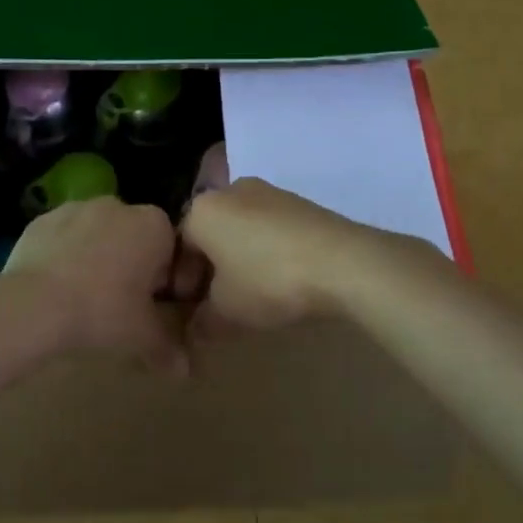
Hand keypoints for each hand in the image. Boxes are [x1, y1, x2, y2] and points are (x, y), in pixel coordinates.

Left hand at [1, 197, 186, 374]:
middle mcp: (118, 205)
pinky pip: (64, 237)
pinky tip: (57, 288)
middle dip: (132, 266)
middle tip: (121, 306)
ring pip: (98, 235)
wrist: (32, 304)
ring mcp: (76, 207)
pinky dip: (65, 256)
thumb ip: (168, 347)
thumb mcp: (143, 336)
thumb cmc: (101, 312)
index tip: (153, 308)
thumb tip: (183, 369)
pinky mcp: (42, 219)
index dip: (166, 281)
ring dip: (98, 258)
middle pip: (134, 238)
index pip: (172, 249)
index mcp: (154, 224)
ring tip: (85, 298)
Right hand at [179, 178, 422, 335]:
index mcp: (202, 210)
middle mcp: (231, 191)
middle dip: (211, 268)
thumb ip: (202, 322)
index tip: (192, 309)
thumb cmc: (268, 280)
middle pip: (210, 233)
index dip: (182, 282)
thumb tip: (194, 330)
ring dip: (239, 259)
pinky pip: (270, 228)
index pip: (179, 246)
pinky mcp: (300, 203)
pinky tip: (281, 278)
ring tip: (253, 293)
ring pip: (241, 229)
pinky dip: (267, 251)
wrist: (343, 262)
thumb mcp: (226, 313)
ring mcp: (269, 192)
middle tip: (219, 303)